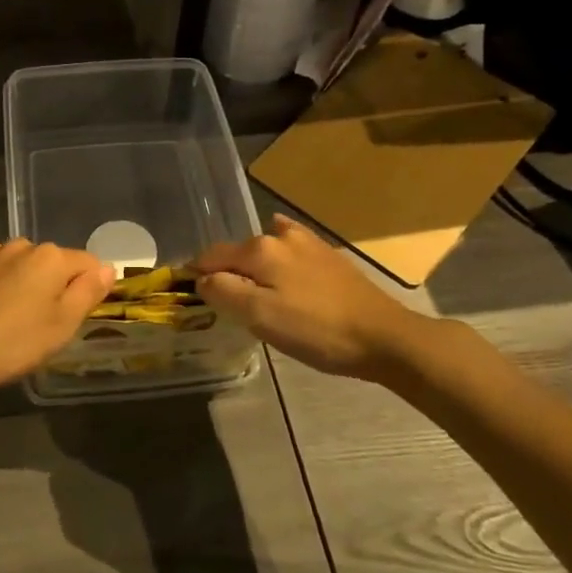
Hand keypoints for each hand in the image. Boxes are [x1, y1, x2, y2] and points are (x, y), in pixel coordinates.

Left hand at [0, 240, 112, 400]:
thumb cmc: (13, 341)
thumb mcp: (62, 325)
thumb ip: (88, 293)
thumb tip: (108, 268)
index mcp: (52, 257)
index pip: (90, 264)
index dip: (92, 289)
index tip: (80, 317)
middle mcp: (24, 246)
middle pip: (56, 262)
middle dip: (59, 286)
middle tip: (48, 325)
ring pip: (25, 263)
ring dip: (28, 282)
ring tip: (18, 316)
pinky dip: (0, 275)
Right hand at [196, 214, 444, 382]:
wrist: (384, 336)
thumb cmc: (316, 331)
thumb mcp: (260, 317)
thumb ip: (224, 292)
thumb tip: (201, 279)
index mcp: (259, 250)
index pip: (211, 257)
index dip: (196, 276)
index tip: (188, 296)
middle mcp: (280, 236)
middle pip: (237, 252)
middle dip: (224, 272)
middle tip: (222, 304)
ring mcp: (307, 242)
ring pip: (263, 250)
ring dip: (251, 266)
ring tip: (252, 293)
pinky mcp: (328, 255)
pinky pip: (290, 247)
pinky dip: (277, 254)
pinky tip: (281, 263)